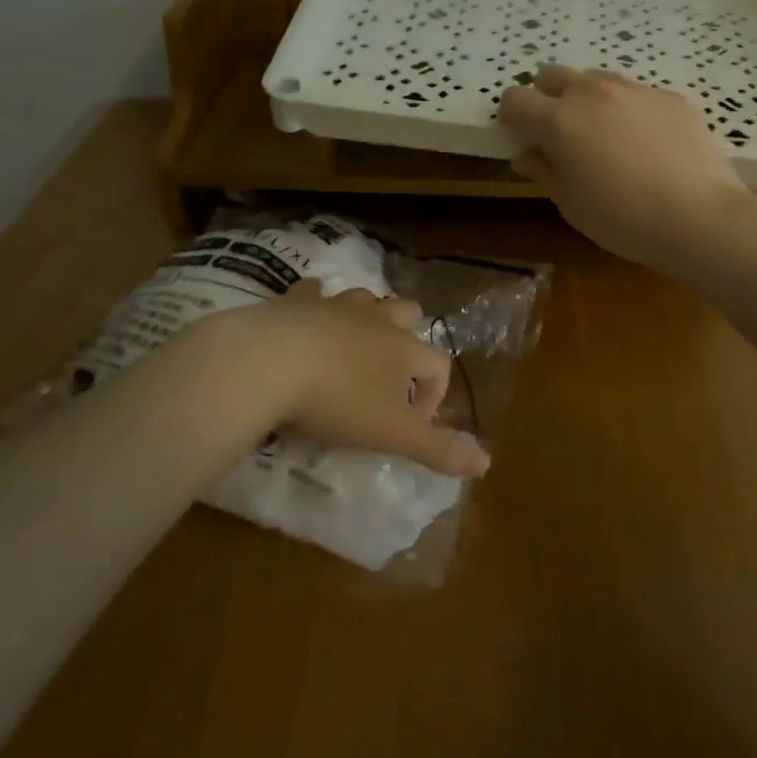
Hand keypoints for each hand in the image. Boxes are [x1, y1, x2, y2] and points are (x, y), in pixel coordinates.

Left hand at [220, 280, 488, 477]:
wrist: (269, 362)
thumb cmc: (337, 401)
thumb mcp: (391, 434)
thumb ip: (438, 449)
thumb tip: (487, 464)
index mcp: (404, 349)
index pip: (439, 365)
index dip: (435, 394)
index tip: (414, 424)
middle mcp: (376, 320)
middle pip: (408, 313)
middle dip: (409, 337)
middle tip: (390, 374)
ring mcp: (336, 305)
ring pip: (366, 299)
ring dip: (368, 318)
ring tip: (353, 348)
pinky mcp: (297, 301)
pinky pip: (313, 292)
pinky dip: (316, 303)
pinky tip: (307, 318)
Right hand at [500, 64, 756, 268]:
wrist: (698, 215)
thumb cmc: (623, 218)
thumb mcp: (571, 203)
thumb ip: (545, 171)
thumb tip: (527, 155)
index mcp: (559, 120)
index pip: (515, 98)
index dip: (512, 117)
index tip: (521, 136)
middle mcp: (592, 93)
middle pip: (553, 75)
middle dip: (546, 97)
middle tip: (559, 133)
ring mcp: (634, 90)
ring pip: (596, 79)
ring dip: (587, 99)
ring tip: (604, 136)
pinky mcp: (669, 97)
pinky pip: (635, 94)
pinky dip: (627, 110)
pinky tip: (646, 144)